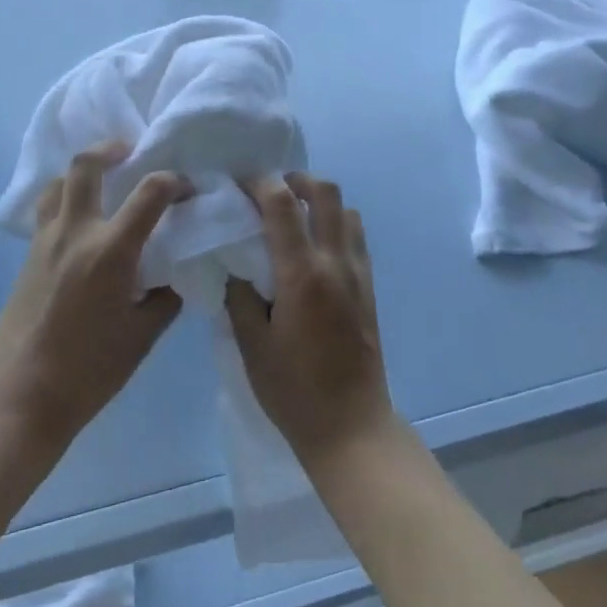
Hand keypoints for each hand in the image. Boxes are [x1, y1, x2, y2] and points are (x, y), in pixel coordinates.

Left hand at [0, 143, 191, 444]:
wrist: (23, 393)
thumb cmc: (91, 368)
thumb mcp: (144, 335)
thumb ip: (165, 296)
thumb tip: (173, 273)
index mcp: (111, 250)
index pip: (150, 192)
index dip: (174, 181)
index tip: (187, 189)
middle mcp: (75, 232)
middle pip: (86, 165)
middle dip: (111, 149)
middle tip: (130, 152)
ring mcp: (45, 241)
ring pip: (58, 182)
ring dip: (82, 172)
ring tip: (102, 182)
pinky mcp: (28, 255)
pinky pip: (47, 210)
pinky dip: (66, 200)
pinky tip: (80, 223)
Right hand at [226, 172, 399, 474]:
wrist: (351, 426)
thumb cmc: (293, 389)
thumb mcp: (251, 345)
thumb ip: (240, 296)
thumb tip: (236, 265)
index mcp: (302, 274)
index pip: (282, 204)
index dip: (259, 183)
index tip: (239, 183)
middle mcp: (335, 262)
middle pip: (325, 192)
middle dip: (296, 179)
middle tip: (271, 190)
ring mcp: (358, 274)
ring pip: (347, 211)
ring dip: (320, 201)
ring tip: (293, 216)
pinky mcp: (369, 288)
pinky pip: (356, 238)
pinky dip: (336, 224)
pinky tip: (314, 248)